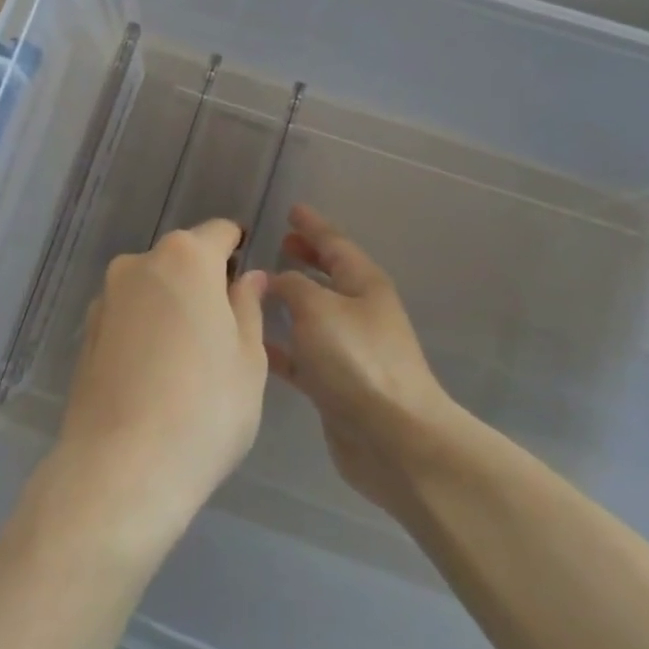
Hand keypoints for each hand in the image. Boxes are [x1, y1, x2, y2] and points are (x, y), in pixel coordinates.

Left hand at [48, 219, 269, 553]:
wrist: (121, 467)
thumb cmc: (205, 407)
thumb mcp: (249, 358)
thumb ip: (248, 306)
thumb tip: (249, 278)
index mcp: (185, 257)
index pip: (220, 233)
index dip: (240, 252)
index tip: (250, 286)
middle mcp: (139, 263)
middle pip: (183, 258)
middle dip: (205, 282)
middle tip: (226, 335)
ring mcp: (106, 297)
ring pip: (153, 287)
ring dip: (173, 306)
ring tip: (189, 363)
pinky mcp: (87, 332)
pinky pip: (129, 315)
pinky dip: (146, 330)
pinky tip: (155, 376)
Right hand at [268, 205, 464, 517]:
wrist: (393, 438)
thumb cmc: (356, 360)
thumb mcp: (317, 307)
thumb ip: (291, 285)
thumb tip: (276, 280)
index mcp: (364, 285)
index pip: (335, 243)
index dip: (313, 226)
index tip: (292, 209)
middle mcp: (360, 312)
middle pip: (329, 276)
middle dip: (306, 258)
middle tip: (280, 243)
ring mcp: (350, 350)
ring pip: (313, 315)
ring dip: (289, 301)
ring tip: (257, 289)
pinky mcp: (337, 385)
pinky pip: (303, 354)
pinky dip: (282, 345)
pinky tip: (255, 344)